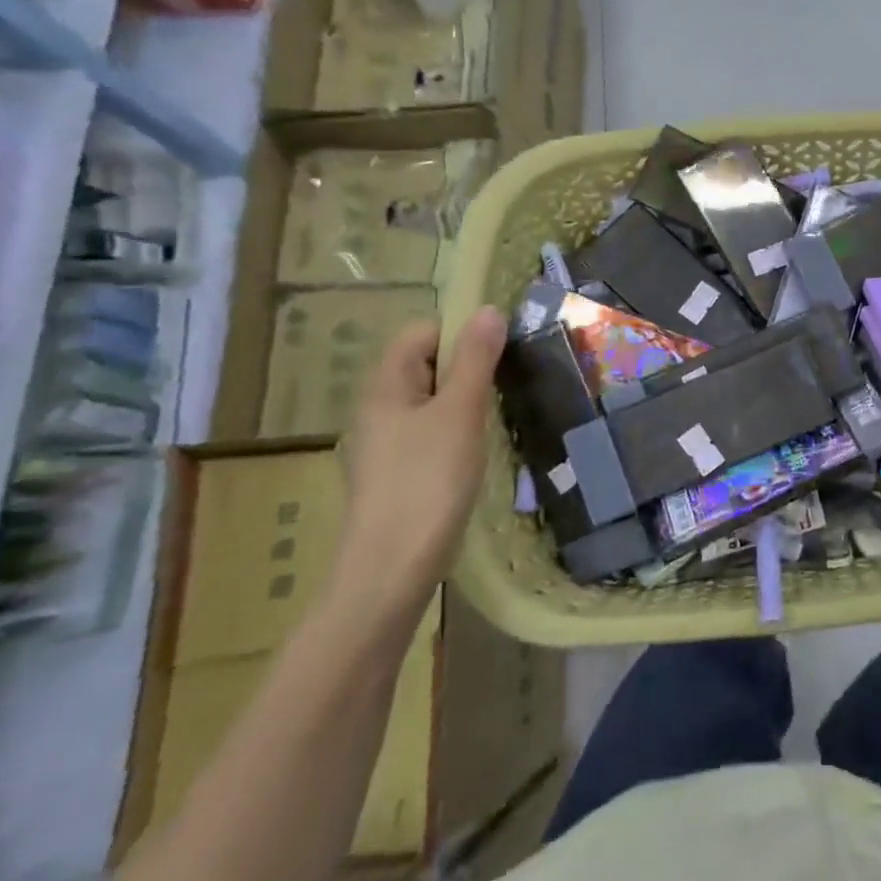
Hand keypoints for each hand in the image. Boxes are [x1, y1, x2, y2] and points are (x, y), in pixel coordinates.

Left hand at [336, 307, 506, 616]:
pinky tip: (475, 455)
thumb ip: (475, 358)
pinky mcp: (396, 474)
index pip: (421, 332)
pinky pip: (429, 433)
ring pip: (430, 402)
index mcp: (385, 385)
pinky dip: (455, 433)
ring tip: (494, 420)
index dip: (458, 333)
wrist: (392, 569)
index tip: (497, 354)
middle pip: (425, 365)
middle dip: (466, 368)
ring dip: (464, 402)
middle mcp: (378, 408)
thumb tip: (488, 310)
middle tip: (503, 387)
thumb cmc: (428, 480)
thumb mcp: (460, 411)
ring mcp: (384, 444)